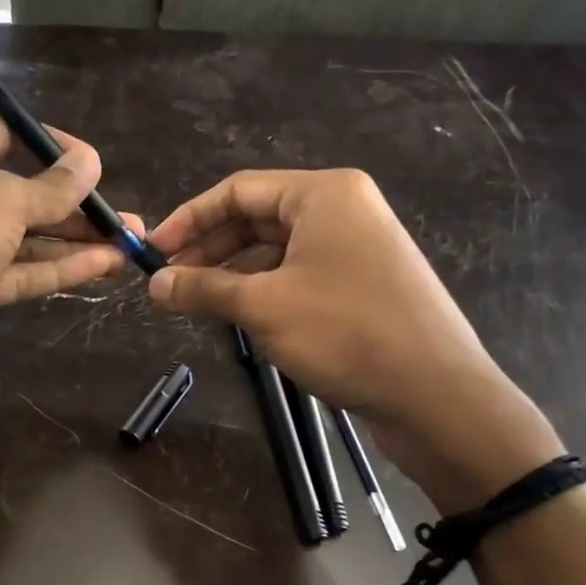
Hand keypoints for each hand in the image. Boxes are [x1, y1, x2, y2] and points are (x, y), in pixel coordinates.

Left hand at [0, 112, 137, 399]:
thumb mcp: (3, 199)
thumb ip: (52, 187)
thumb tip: (90, 163)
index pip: (6, 133)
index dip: (53, 146)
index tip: (95, 165)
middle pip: (21, 190)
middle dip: (74, 205)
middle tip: (124, 217)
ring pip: (23, 236)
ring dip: (74, 241)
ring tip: (128, 244)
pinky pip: (17, 270)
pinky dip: (56, 268)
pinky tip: (102, 266)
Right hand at [145, 169, 561, 509]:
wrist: (433, 393)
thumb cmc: (345, 332)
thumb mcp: (262, 307)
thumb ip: (203, 289)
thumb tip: (153, 285)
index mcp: (323, 195)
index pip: (238, 191)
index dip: (188, 220)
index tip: (152, 253)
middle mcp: (341, 210)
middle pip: (256, 218)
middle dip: (209, 249)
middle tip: (169, 284)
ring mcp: (354, 248)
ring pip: (274, 251)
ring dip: (231, 274)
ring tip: (195, 304)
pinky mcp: (359, 284)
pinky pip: (296, 274)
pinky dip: (261, 291)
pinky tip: (236, 317)